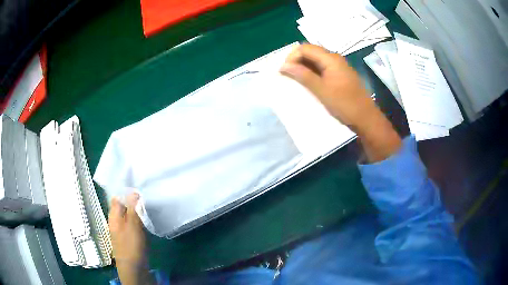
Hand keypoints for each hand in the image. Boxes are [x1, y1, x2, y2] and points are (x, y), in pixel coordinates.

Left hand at [109, 193, 153, 284]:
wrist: (133, 267)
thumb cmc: (131, 246)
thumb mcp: (132, 226)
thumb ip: (133, 209)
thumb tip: (134, 192)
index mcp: (113, 215)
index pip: (117, 197)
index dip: (125, 191)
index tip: (137, 186)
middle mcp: (116, 220)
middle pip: (123, 205)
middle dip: (132, 199)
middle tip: (145, 194)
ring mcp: (122, 228)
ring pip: (128, 214)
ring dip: (136, 209)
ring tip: (147, 203)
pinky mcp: (129, 235)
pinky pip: (133, 222)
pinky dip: (138, 218)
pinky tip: (145, 217)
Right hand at [280, 44, 401, 161]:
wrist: (365, 118)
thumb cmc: (344, 104)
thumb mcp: (321, 90)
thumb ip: (302, 75)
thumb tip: (283, 66)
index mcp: (330, 58)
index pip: (305, 48)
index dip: (292, 57)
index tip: (285, 72)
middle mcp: (334, 58)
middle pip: (310, 52)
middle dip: (296, 61)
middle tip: (289, 76)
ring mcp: (338, 66)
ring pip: (315, 60)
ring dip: (303, 67)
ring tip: (296, 81)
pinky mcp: (339, 75)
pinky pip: (321, 68)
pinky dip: (312, 73)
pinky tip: (308, 83)